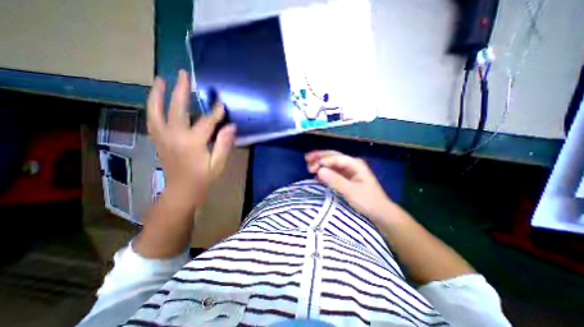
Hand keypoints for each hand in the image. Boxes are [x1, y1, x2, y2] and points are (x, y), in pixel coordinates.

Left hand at [147, 71, 235, 207]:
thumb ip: (224, 144)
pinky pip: (152, 119)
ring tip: (160, 79)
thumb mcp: (218, 164)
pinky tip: (155, 99)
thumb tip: (231, 127)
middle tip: (183, 74)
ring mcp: (162, 137)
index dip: (215, 112)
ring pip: (156, 111)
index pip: (206, 122)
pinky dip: (152, 106)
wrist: (182, 190)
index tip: (221, 104)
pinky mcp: (158, 139)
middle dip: (181, 90)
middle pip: (177, 108)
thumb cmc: (203, 178)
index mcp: (192, 143)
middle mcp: (174, 136)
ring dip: (157, 94)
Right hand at [306, 151, 396, 224]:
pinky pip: (332, 172)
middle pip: (332, 157)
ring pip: (331, 164)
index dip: (324, 160)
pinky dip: (323, 172)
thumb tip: (319, 170)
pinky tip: (315, 175)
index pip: (336, 158)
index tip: (312, 167)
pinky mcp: (345, 179)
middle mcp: (351, 164)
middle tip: (306, 159)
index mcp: (355, 164)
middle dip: (319, 157)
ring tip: (309, 166)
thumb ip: (335, 180)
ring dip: (320, 163)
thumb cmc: (368, 201)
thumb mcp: (351, 192)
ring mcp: (347, 171)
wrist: (380, 213)